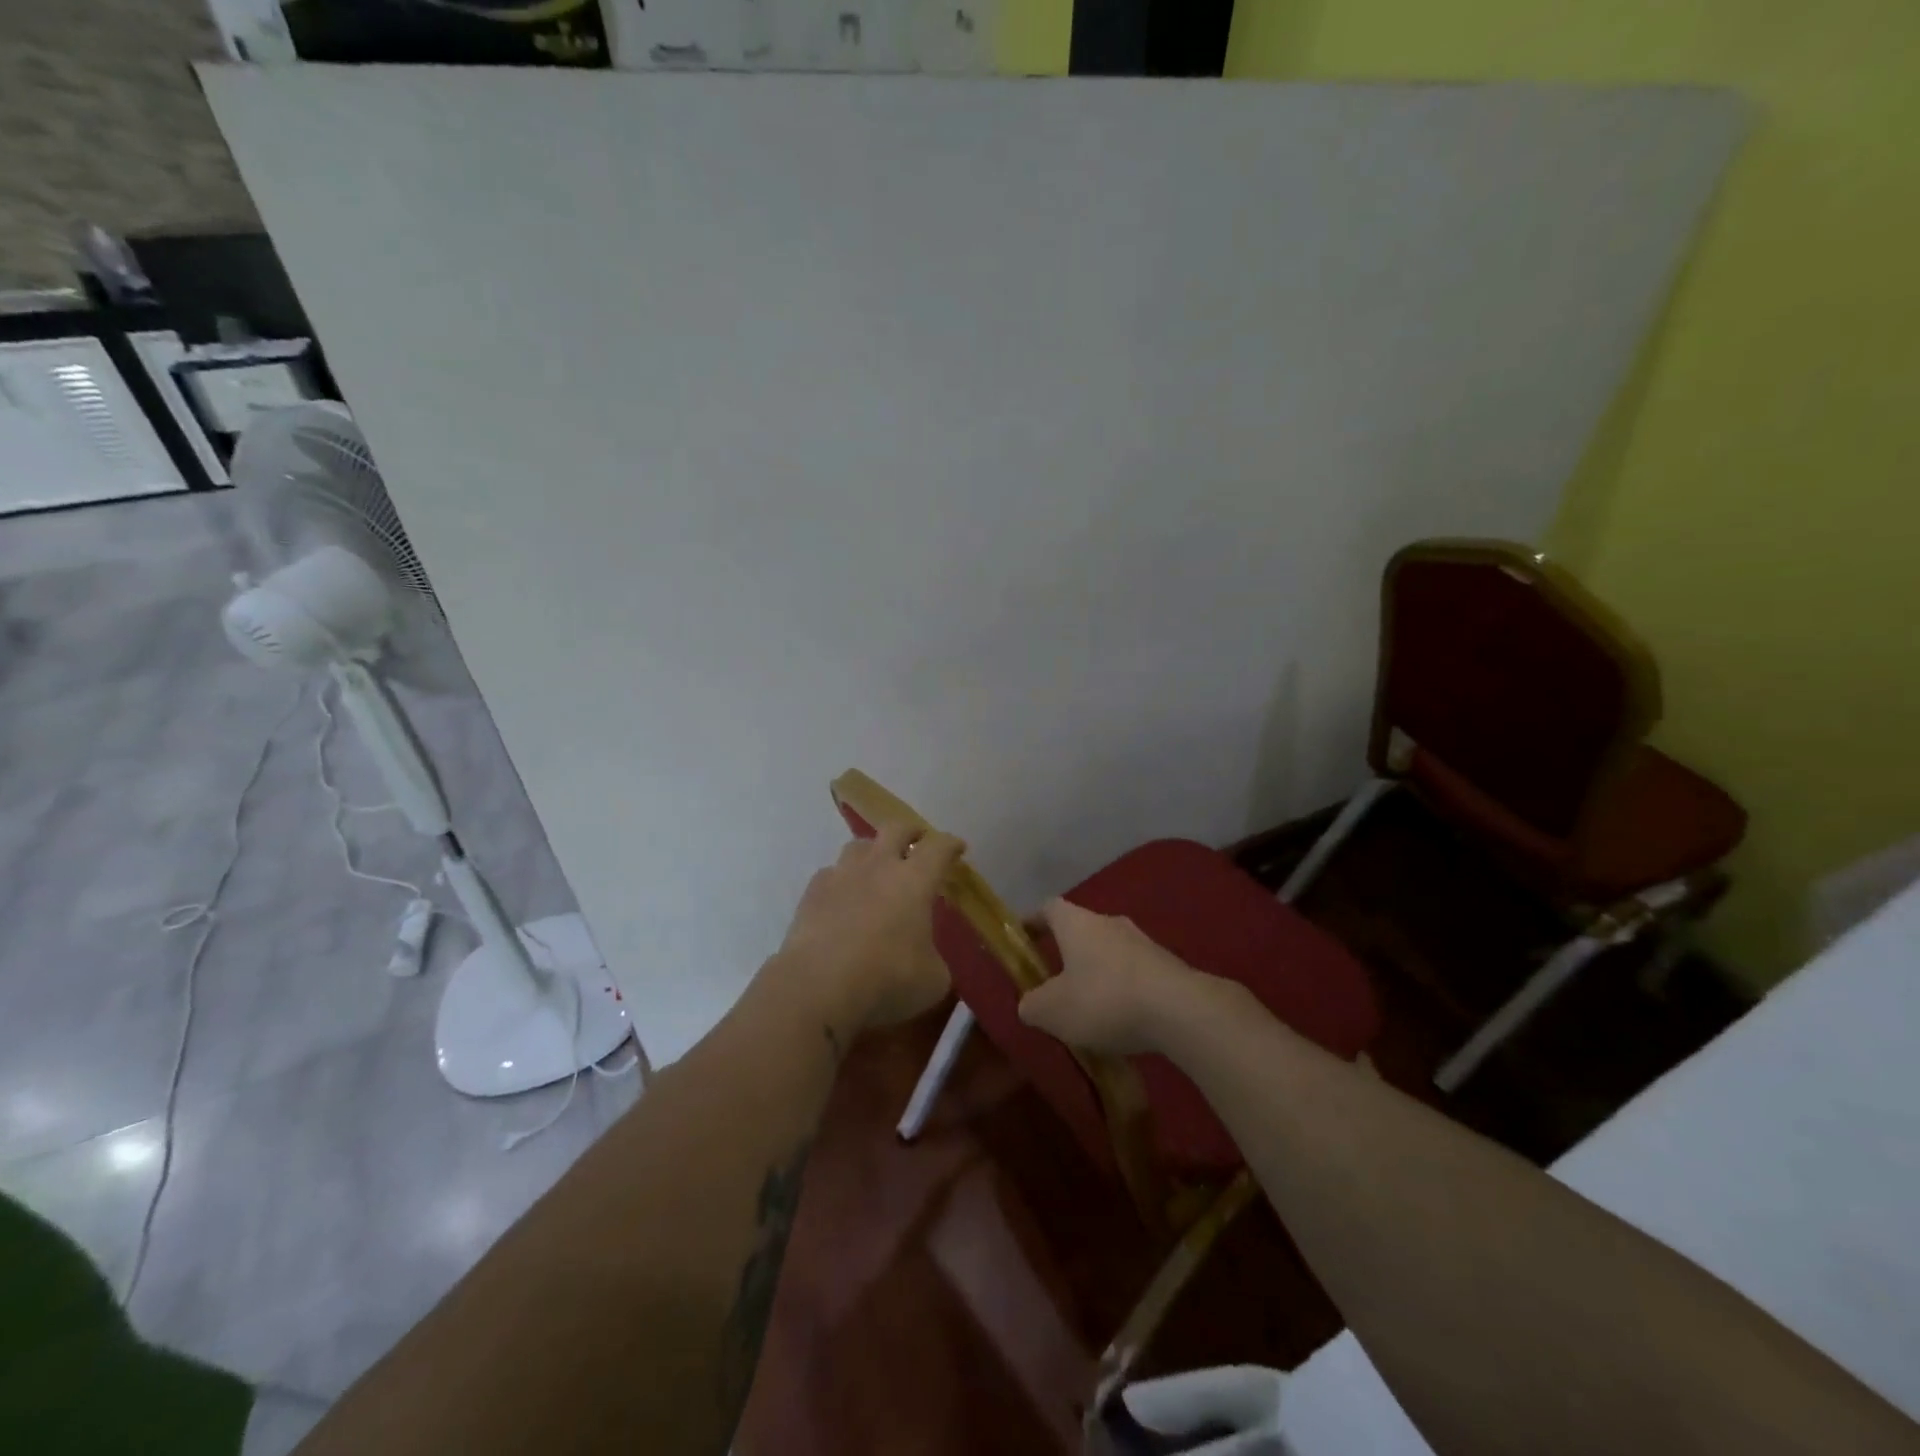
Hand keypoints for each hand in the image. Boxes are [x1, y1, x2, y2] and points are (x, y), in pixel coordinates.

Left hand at [774, 822, 965, 1041]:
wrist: (818, 986)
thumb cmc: (886, 979)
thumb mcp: (932, 980)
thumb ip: (934, 960)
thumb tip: (927, 960)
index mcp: (915, 880)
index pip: (939, 848)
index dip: (951, 844)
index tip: (958, 848)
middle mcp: (879, 866)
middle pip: (896, 828)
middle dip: (910, 832)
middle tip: (918, 842)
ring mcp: (841, 875)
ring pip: (859, 846)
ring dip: (873, 852)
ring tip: (876, 867)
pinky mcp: (812, 892)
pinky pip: (831, 873)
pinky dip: (842, 880)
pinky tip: (843, 897)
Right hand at [1018, 899, 1232, 1055]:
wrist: (1180, 1010)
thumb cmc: (1104, 1000)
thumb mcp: (1052, 1011)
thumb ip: (1032, 1005)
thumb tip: (1029, 1003)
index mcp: (1076, 923)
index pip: (1048, 908)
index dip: (1032, 922)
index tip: (1022, 940)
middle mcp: (1109, 922)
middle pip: (1080, 929)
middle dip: (1066, 953)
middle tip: (1053, 984)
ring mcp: (1142, 942)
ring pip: (1109, 952)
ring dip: (1096, 974)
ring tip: (1089, 1010)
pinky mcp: (1167, 965)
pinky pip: (1134, 973)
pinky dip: (1122, 990)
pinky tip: (1121, 1021)